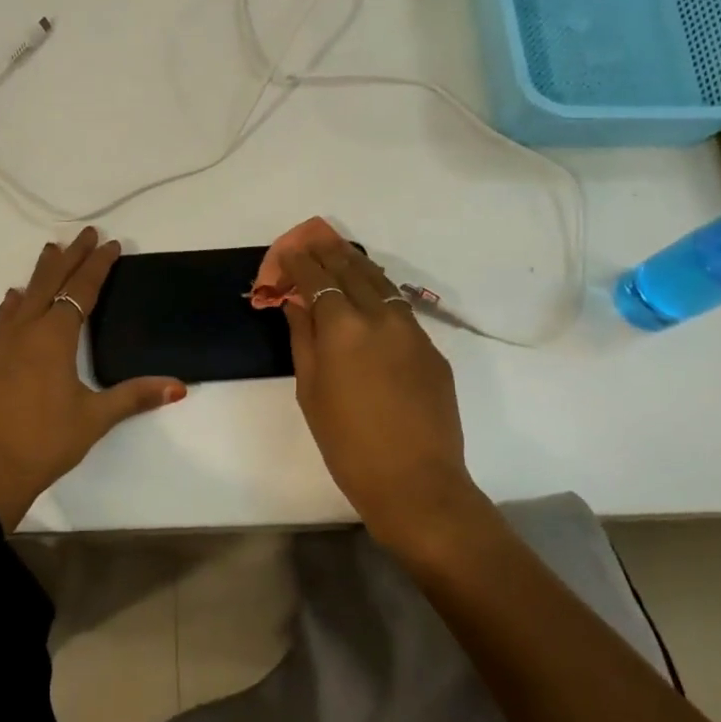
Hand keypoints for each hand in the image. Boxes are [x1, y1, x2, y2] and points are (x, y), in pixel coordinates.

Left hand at [0, 227, 185, 528]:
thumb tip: (179, 386)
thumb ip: (135, 396)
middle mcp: (26, 331)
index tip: (110, 244)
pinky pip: (3, 319)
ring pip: (24, 296)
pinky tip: (13, 299)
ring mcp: (2, 345)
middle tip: (84, 234)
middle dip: (70, 257)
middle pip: (50, 282)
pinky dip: (14, 303)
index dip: (97, 266)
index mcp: (54, 337)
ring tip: (50, 251)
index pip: (81, 290)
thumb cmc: (44, 442)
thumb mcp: (95, 418)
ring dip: (40, 272)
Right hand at [280, 234, 486, 551]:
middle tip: (312, 238)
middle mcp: (380, 316)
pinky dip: (380, 292)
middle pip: (352, 269)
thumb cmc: (347, 444)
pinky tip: (371, 296)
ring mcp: (412, 330)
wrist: (416, 483)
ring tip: (340, 253)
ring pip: (382, 282)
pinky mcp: (432, 349)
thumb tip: (296, 304)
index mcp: (343, 327)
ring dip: (357, 264)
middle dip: (329, 251)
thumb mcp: (310, 391)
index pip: (317, 279)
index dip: (299, 261)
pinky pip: (401, 307)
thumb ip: (303, 338)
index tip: (287, 250)